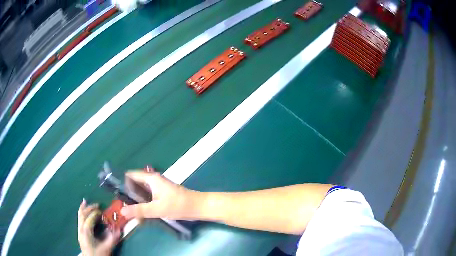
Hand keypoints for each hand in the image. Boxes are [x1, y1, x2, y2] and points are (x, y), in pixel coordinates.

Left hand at [78, 199, 119, 255]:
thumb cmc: (98, 255)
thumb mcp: (107, 248)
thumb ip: (113, 238)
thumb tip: (119, 229)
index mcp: (86, 231)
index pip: (90, 218)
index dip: (96, 213)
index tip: (102, 211)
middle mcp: (81, 229)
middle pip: (83, 214)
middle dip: (89, 208)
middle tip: (97, 204)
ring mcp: (79, 231)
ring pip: (79, 216)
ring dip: (83, 209)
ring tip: (85, 202)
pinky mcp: (80, 233)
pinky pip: (79, 220)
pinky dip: (81, 213)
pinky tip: (82, 211)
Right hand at [120, 169, 200, 219]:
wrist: (197, 207)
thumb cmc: (178, 205)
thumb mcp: (157, 209)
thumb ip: (139, 210)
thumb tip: (122, 211)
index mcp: (151, 178)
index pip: (131, 175)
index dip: (122, 182)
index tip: (115, 192)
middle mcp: (153, 180)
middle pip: (135, 184)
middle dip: (128, 193)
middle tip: (120, 204)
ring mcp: (158, 188)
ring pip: (141, 192)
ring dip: (135, 199)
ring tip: (127, 209)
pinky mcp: (162, 195)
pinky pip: (148, 197)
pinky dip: (143, 203)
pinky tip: (140, 212)